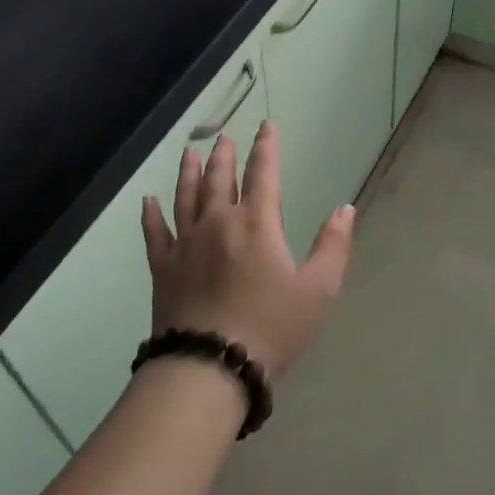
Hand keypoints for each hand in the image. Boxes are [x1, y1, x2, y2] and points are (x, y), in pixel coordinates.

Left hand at [141, 120, 353, 380]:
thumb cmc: (271, 328)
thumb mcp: (318, 290)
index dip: (266, 147)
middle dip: (224, 155)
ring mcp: (186, 244)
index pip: (263, 173)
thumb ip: (333, 246)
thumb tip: (345, 208)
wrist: (210, 368)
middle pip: (220, 179)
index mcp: (257, 224)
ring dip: (189, 172)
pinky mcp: (163, 269)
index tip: (266, 125)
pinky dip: (151, 215)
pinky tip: (148, 201)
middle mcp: (218, 223)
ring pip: (186, 197)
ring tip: (191, 153)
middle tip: (224, 137)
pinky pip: (154, 233)